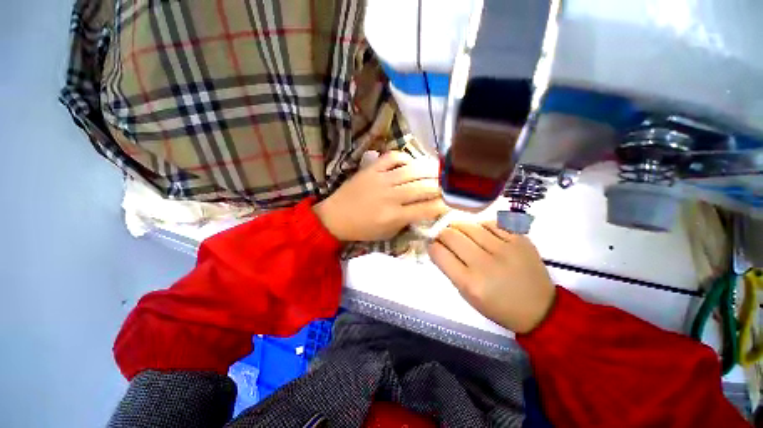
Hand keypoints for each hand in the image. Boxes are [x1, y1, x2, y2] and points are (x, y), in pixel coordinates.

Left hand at [314, 151, 447, 241]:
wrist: (335, 217)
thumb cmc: (362, 229)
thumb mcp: (387, 234)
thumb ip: (407, 222)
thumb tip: (424, 209)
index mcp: (393, 216)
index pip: (426, 209)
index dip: (443, 205)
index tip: (452, 202)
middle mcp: (390, 196)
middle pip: (423, 187)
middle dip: (441, 186)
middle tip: (450, 184)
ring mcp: (380, 179)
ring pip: (412, 170)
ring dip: (429, 169)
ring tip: (439, 170)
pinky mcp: (371, 169)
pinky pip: (392, 157)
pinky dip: (405, 158)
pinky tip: (411, 163)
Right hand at [428, 222, 555, 333]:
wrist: (540, 308)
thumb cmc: (498, 306)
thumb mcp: (467, 295)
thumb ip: (450, 269)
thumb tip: (437, 246)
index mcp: (470, 283)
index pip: (439, 253)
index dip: (432, 245)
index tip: (433, 244)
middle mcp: (486, 264)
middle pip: (452, 235)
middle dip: (442, 233)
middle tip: (444, 236)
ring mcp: (505, 249)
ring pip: (469, 225)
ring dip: (459, 227)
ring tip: (461, 232)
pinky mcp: (520, 239)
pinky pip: (491, 223)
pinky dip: (481, 226)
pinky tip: (481, 232)